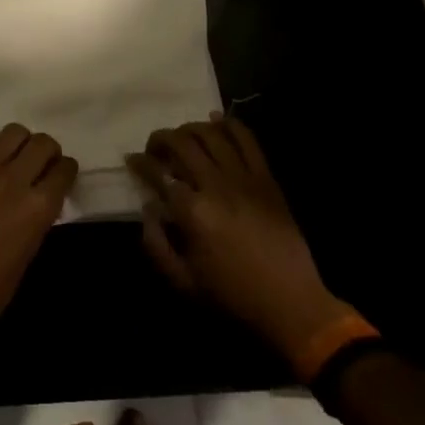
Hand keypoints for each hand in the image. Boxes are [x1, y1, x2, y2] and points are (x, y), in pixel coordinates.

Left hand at [0, 124, 76, 330]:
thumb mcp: (31, 251)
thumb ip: (40, 216)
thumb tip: (43, 197)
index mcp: (38, 207)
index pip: (64, 169)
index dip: (67, 170)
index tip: (63, 175)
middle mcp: (15, 180)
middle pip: (42, 143)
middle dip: (49, 151)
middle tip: (43, 164)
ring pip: (14, 132)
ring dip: (22, 142)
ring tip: (17, 157)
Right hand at [128, 113, 353, 357]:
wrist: (292, 305)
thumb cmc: (233, 297)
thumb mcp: (182, 282)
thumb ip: (156, 244)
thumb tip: (148, 209)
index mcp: (192, 212)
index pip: (157, 173)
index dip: (139, 162)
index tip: (131, 160)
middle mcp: (216, 186)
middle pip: (181, 144)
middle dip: (160, 139)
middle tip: (154, 148)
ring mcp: (244, 178)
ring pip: (211, 134)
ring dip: (190, 129)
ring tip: (182, 138)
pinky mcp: (266, 179)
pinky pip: (247, 140)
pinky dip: (229, 124)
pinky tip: (216, 120)